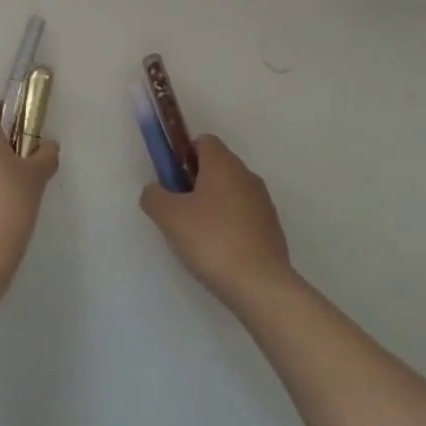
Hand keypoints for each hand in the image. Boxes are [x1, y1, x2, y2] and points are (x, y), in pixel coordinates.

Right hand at [140, 135, 294, 307]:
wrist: (260, 285)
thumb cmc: (211, 240)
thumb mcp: (169, 217)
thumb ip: (154, 196)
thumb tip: (154, 190)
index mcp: (223, 163)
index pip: (203, 141)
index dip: (184, 156)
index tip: (173, 181)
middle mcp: (246, 174)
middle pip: (217, 166)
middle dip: (196, 182)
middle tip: (180, 211)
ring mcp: (263, 201)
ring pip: (231, 191)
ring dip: (214, 205)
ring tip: (199, 237)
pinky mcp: (272, 227)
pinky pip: (244, 215)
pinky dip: (231, 224)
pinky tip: (221, 251)